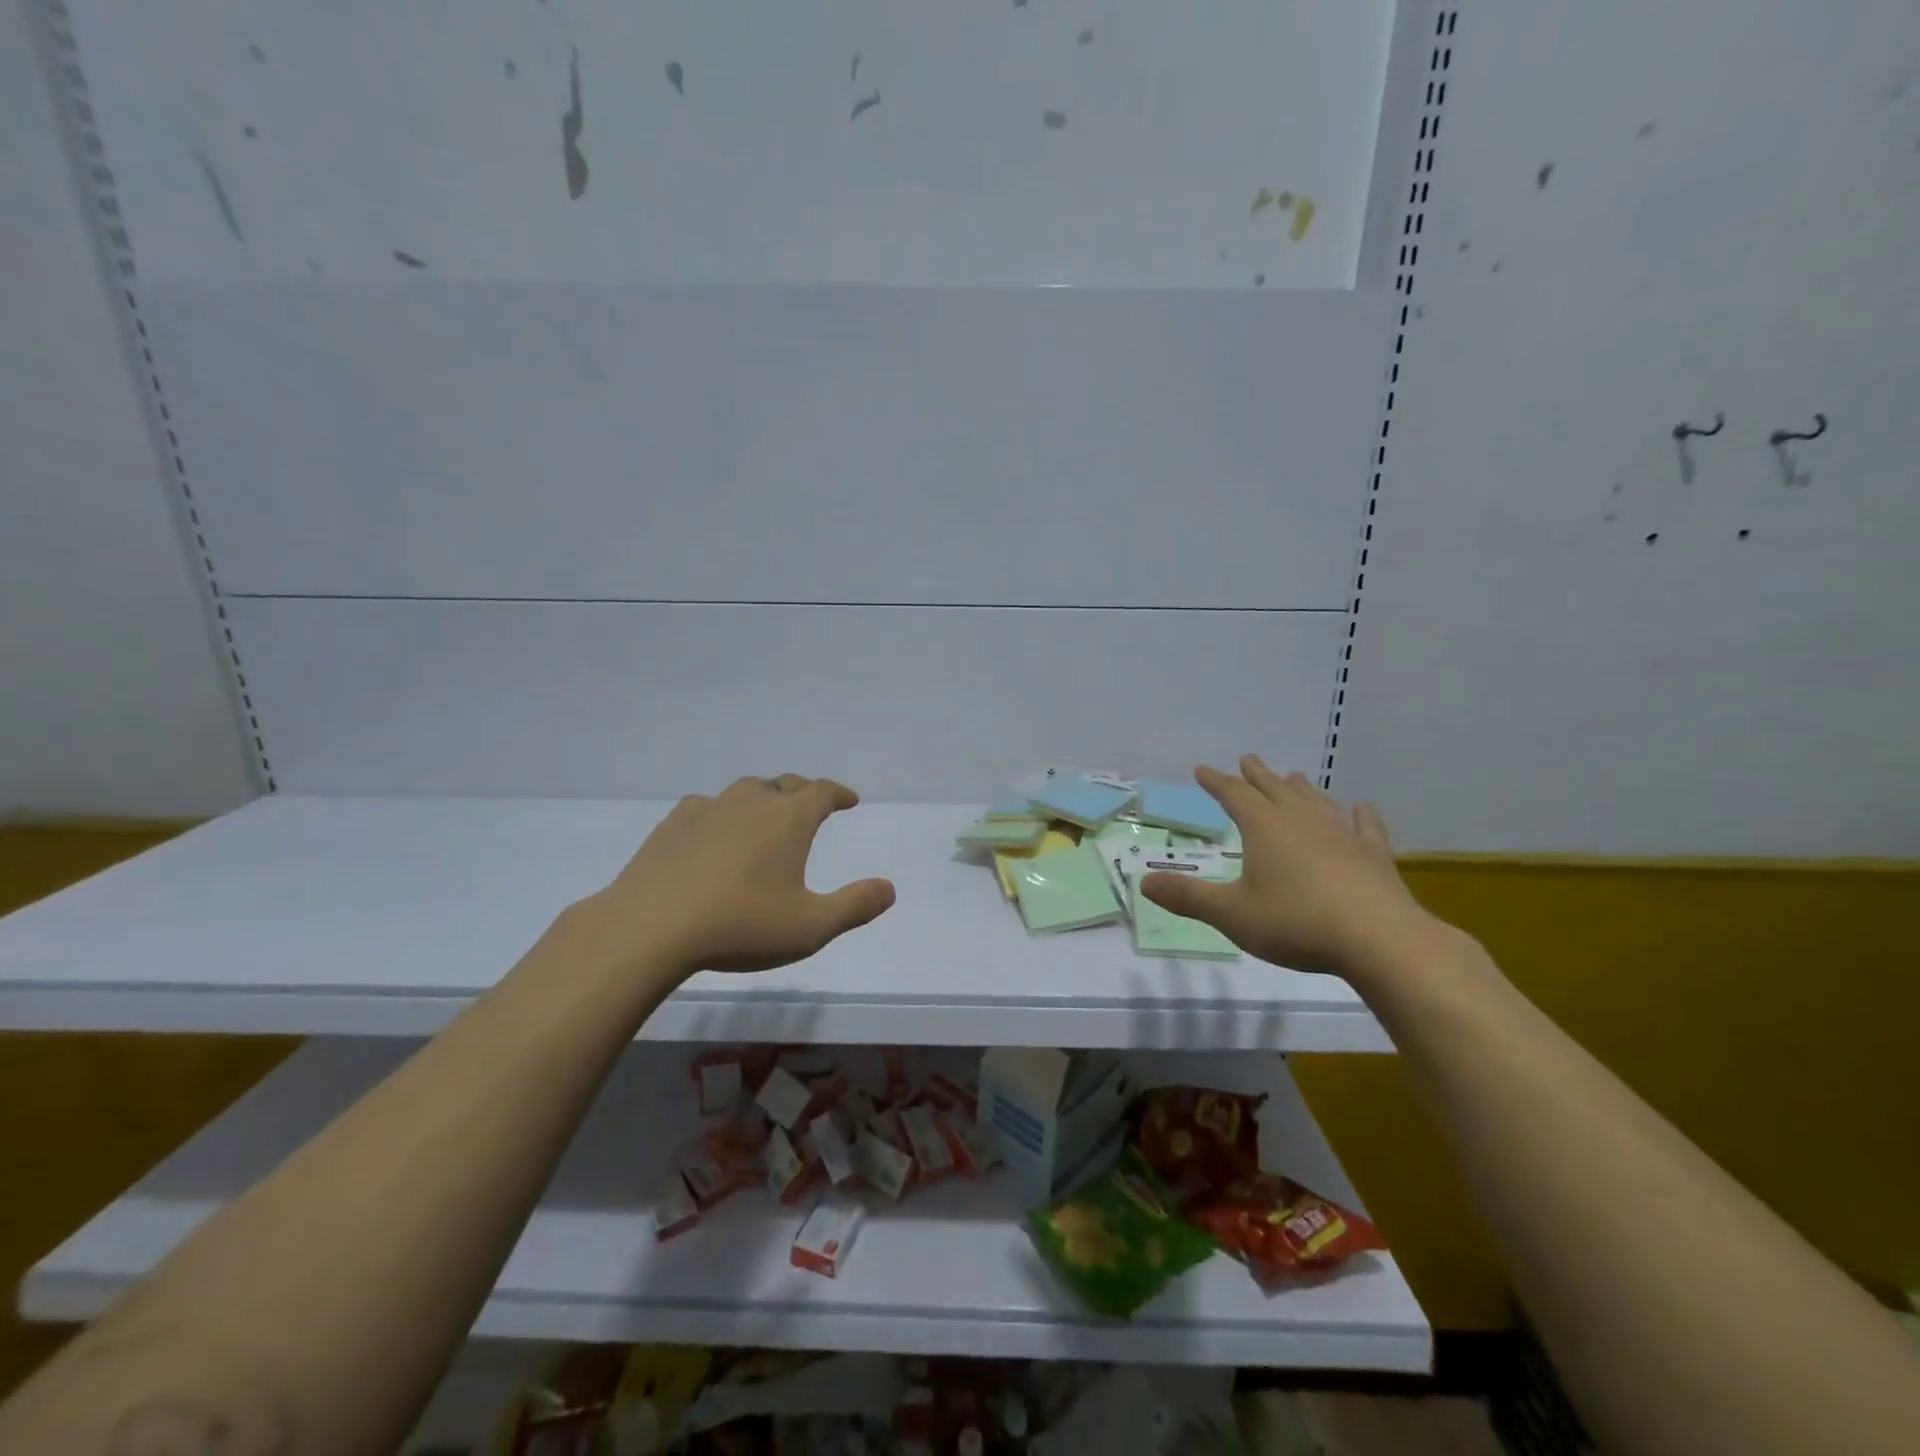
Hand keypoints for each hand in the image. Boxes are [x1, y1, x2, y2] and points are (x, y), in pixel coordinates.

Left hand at [579, 774, 895, 977]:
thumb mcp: (810, 927)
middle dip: (803, 792)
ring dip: (763, 798)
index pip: (822, 791)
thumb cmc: (740, 926)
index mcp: (788, 819)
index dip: (839, 793)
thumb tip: (889, 888)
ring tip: (765, 816)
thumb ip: (855, 906)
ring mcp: (709, 809)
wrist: (649, 928)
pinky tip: (714, 833)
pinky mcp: (673, 823)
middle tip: (811, 806)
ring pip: (745, 790)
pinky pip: (708, 807)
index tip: (849, 801)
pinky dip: (722, 813)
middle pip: (785, 784)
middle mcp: (752, 802)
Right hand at [1139, 756, 1436, 982]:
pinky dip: (1360, 814)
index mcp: (1263, 827)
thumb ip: (1188, 897)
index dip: (1216, 781)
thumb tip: (1144, 883)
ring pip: (1315, 800)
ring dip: (1300, 787)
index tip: (1202, 770)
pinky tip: (1360, 807)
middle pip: (1274, 788)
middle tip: (1248, 759)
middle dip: (1256, 774)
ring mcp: (1341, 834)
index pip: (1233, 795)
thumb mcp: (1231, 914)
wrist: (1378, 939)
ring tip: (1292, 777)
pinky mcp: (1373, 854)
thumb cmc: (1295, 923)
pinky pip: (1365, 825)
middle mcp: (1301, 820)